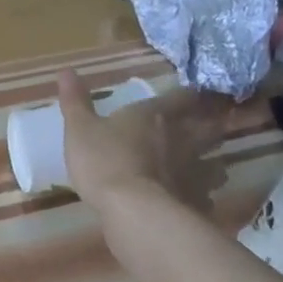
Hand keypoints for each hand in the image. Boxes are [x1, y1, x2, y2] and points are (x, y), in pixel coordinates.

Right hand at [56, 70, 231, 213]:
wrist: (133, 210)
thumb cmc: (104, 161)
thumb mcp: (79, 128)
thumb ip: (75, 101)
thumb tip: (66, 70)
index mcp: (155, 115)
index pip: (183, 97)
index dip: (193, 94)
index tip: (200, 93)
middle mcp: (183, 138)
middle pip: (209, 126)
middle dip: (213, 123)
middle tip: (215, 123)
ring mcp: (196, 171)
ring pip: (216, 162)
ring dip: (214, 161)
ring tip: (209, 165)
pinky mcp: (198, 202)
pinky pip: (207, 196)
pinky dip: (203, 196)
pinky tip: (195, 201)